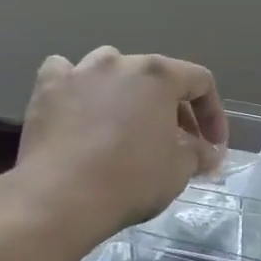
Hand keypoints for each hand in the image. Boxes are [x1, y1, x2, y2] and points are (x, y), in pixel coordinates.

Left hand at [0, 47, 227, 246]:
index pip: (200, 82)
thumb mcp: (180, 169)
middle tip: (177, 143)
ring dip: (127, 92)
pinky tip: (81, 108)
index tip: (213, 147)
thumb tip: (208, 153)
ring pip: (112, 70)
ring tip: (129, 123)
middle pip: (157, 77)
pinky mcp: (47, 89)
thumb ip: (200, 153)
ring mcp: (79, 72)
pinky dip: (78, 88)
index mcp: (159, 75)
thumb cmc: (131, 179)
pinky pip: (67, 75)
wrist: (60, 198)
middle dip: (173, 109)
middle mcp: (120, 62)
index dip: (213, 114)